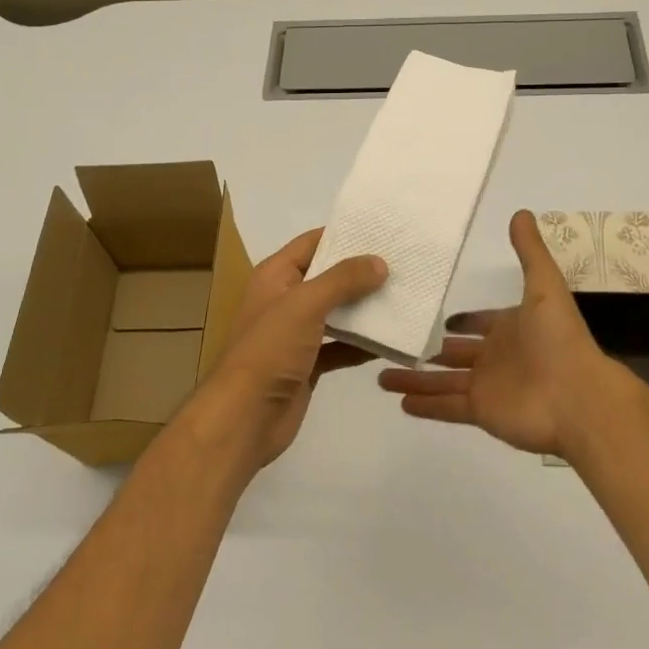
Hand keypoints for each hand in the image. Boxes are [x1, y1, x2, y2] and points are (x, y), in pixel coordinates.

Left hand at [194, 228, 384, 470]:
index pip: (313, 243)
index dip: (344, 234)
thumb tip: (379, 262)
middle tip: (403, 264)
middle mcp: (285, 299)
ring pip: (337, 312)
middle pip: (328, 276)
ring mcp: (296, 333)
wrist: (244, 418)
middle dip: (361, 272)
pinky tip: (391, 339)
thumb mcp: (305, 304)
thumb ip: (343, 280)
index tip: (382, 230)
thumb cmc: (269, 350)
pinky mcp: (308, 364)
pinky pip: (340, 346)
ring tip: (404, 296)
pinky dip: (362, 343)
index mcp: (276, 276)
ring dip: (365, 307)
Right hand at [378, 210, 617, 456]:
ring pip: (443, 381)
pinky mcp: (481, 411)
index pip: (481, 323)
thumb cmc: (559, 339)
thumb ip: (529, 251)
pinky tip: (398, 400)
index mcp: (511, 328)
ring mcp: (488, 386)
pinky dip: (424, 404)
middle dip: (430, 350)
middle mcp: (497, 357)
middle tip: (397, 343)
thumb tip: (521, 212)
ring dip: (415, 379)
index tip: (439, 319)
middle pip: (455, 353)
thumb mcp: (545, 285)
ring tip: (381, 375)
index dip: (463, 322)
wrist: (578, 398)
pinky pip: (446, 406)